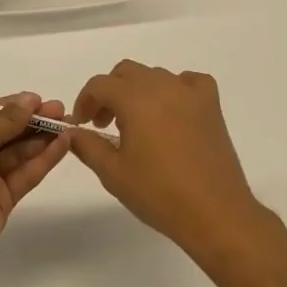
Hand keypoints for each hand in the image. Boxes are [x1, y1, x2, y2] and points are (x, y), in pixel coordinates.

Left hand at [0, 94, 70, 277]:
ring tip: (69, 123)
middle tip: (61, 110)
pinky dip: (44, 159)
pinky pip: (24, 173)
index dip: (12, 106)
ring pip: (17, 153)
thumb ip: (6, 119)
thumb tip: (28, 100)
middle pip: (3, 132)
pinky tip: (64, 144)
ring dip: (41, 138)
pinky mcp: (2, 199)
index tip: (39, 99)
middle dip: (31, 120)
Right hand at [70, 61, 263, 255]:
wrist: (214, 212)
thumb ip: (87, 146)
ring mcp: (191, 93)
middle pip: (126, 73)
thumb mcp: (113, 173)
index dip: (85, 101)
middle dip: (109, 93)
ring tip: (136, 125)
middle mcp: (163, 85)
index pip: (100, 85)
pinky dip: (175, 89)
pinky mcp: (212, 105)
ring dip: (138, 92)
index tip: (82, 125)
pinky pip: (189, 82)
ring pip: (155, 76)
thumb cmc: (158, 193)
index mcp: (135, 98)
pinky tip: (172, 111)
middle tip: (103, 124)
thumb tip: (72, 133)